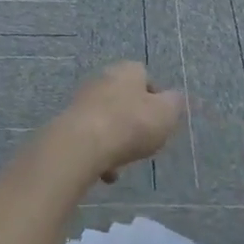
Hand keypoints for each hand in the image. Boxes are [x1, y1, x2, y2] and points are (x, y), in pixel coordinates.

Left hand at [48, 62, 184, 183]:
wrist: (82, 145)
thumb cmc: (131, 124)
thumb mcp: (167, 113)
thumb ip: (175, 103)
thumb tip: (174, 98)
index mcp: (127, 70)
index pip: (145, 77)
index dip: (156, 99)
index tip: (161, 120)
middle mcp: (102, 79)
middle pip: (124, 100)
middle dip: (134, 121)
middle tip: (144, 141)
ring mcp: (82, 101)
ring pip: (107, 121)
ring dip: (116, 140)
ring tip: (124, 163)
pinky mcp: (68, 123)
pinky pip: (91, 138)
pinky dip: (100, 154)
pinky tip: (106, 172)